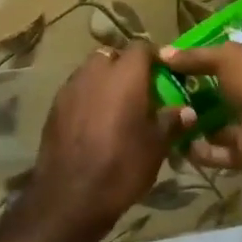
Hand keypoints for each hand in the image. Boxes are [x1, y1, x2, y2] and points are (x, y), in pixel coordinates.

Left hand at [21, 43, 182, 241]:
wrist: (71, 194)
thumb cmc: (122, 166)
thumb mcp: (156, 147)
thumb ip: (171, 122)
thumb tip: (187, 110)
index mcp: (125, 75)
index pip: (141, 47)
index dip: (153, 57)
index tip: (163, 73)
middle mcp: (95, 72)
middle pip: (111, 56)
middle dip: (124, 67)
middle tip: (138, 91)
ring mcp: (71, 87)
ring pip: (90, 72)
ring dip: (103, 81)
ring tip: (116, 107)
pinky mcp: (54, 105)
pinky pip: (76, 90)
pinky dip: (87, 97)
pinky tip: (94, 122)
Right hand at [156, 43, 241, 180]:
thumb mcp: (227, 57)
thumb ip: (197, 57)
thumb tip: (164, 53)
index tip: (235, 57)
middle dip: (228, 92)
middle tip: (193, 87)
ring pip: (239, 123)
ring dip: (212, 123)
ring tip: (181, 116)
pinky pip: (228, 151)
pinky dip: (207, 150)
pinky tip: (183, 144)